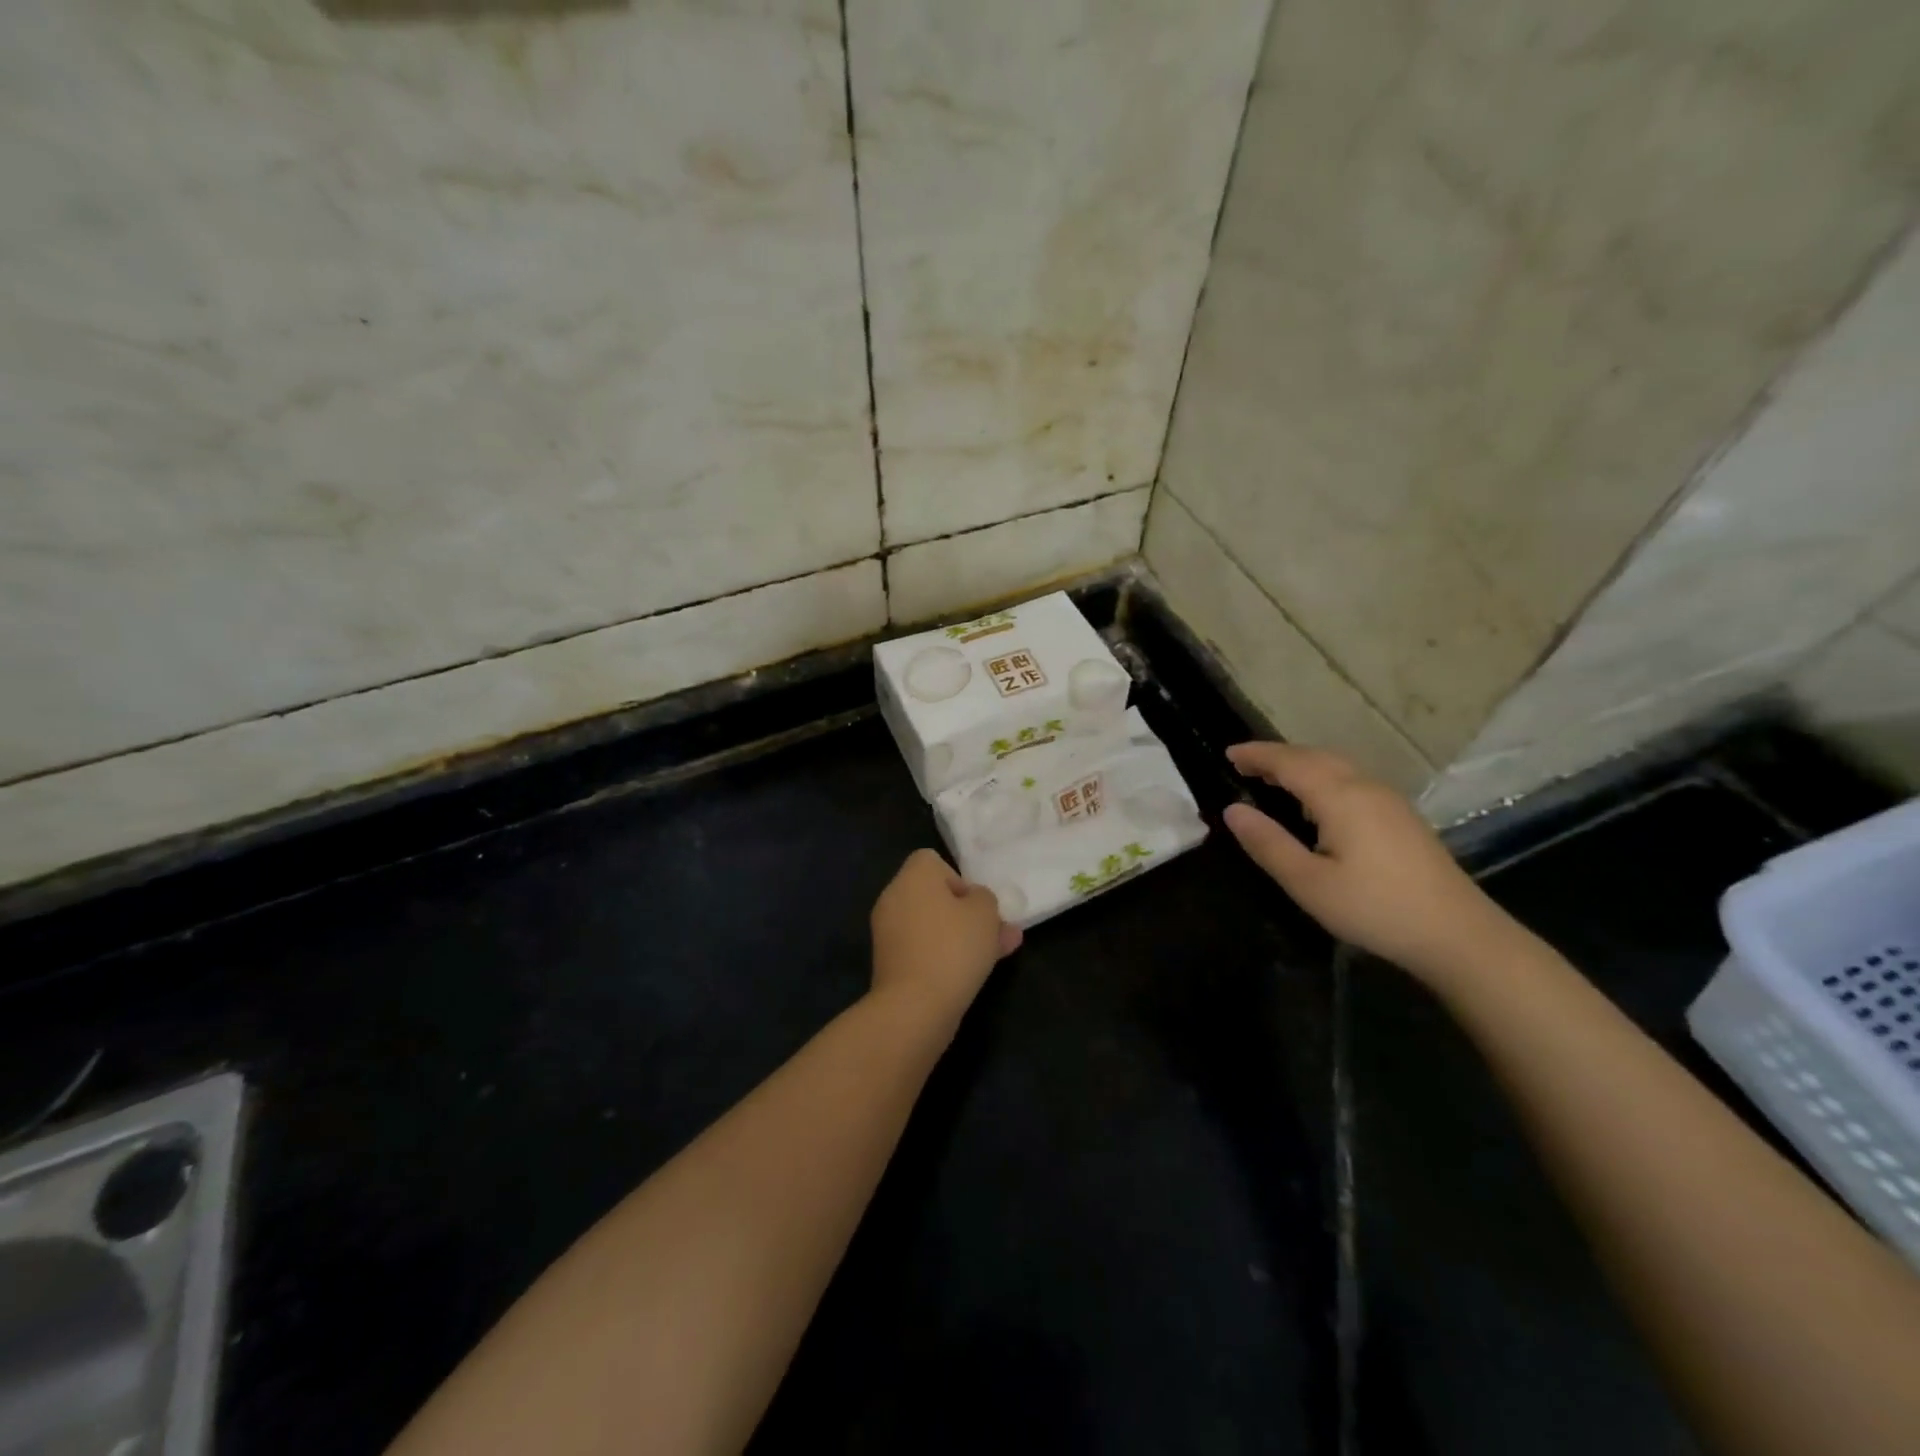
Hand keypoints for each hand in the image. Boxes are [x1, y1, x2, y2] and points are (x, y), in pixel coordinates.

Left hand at [869, 849, 1021, 1023]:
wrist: (915, 1007)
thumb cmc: (952, 948)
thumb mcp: (985, 913)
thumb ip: (985, 899)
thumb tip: (974, 901)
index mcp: (911, 878)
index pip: (932, 861)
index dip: (958, 878)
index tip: (975, 903)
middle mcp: (894, 899)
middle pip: (934, 896)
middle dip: (967, 912)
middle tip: (996, 930)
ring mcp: (889, 934)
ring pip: (933, 926)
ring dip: (962, 936)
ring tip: (1000, 952)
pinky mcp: (891, 964)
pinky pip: (924, 949)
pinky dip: (945, 956)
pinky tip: (976, 972)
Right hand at [1221, 742, 1509, 982]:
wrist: (1458, 934)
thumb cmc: (1375, 908)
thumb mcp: (1308, 883)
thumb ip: (1267, 843)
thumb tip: (1232, 810)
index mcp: (1340, 797)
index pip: (1289, 762)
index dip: (1256, 755)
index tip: (1227, 753)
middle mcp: (1365, 787)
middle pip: (1315, 756)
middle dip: (1277, 756)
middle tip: (1244, 764)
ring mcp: (1388, 800)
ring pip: (1337, 766)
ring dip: (1301, 764)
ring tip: (1272, 778)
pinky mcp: (1401, 816)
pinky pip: (1351, 779)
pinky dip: (1322, 776)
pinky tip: (1316, 801)